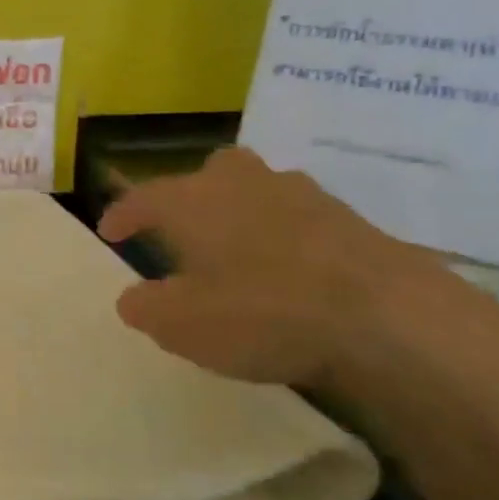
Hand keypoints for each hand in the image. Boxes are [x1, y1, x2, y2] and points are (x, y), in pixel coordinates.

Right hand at [97, 148, 498, 404]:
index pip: (143, 197)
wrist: (388, 317)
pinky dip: (283, 234)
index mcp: (193, 201)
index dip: (122, 214)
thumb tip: (132, 298)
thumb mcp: (183, 326)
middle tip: (183, 230)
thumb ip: (147, 309)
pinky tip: (290, 268)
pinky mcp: (349, 218)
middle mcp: (242, 183)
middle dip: (190, 196)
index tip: (110, 232)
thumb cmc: (264, 313)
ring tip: (237, 249)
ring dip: (240, 212)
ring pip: (257, 189)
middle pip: (207, 173)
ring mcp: (301, 195)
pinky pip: (298, 216)